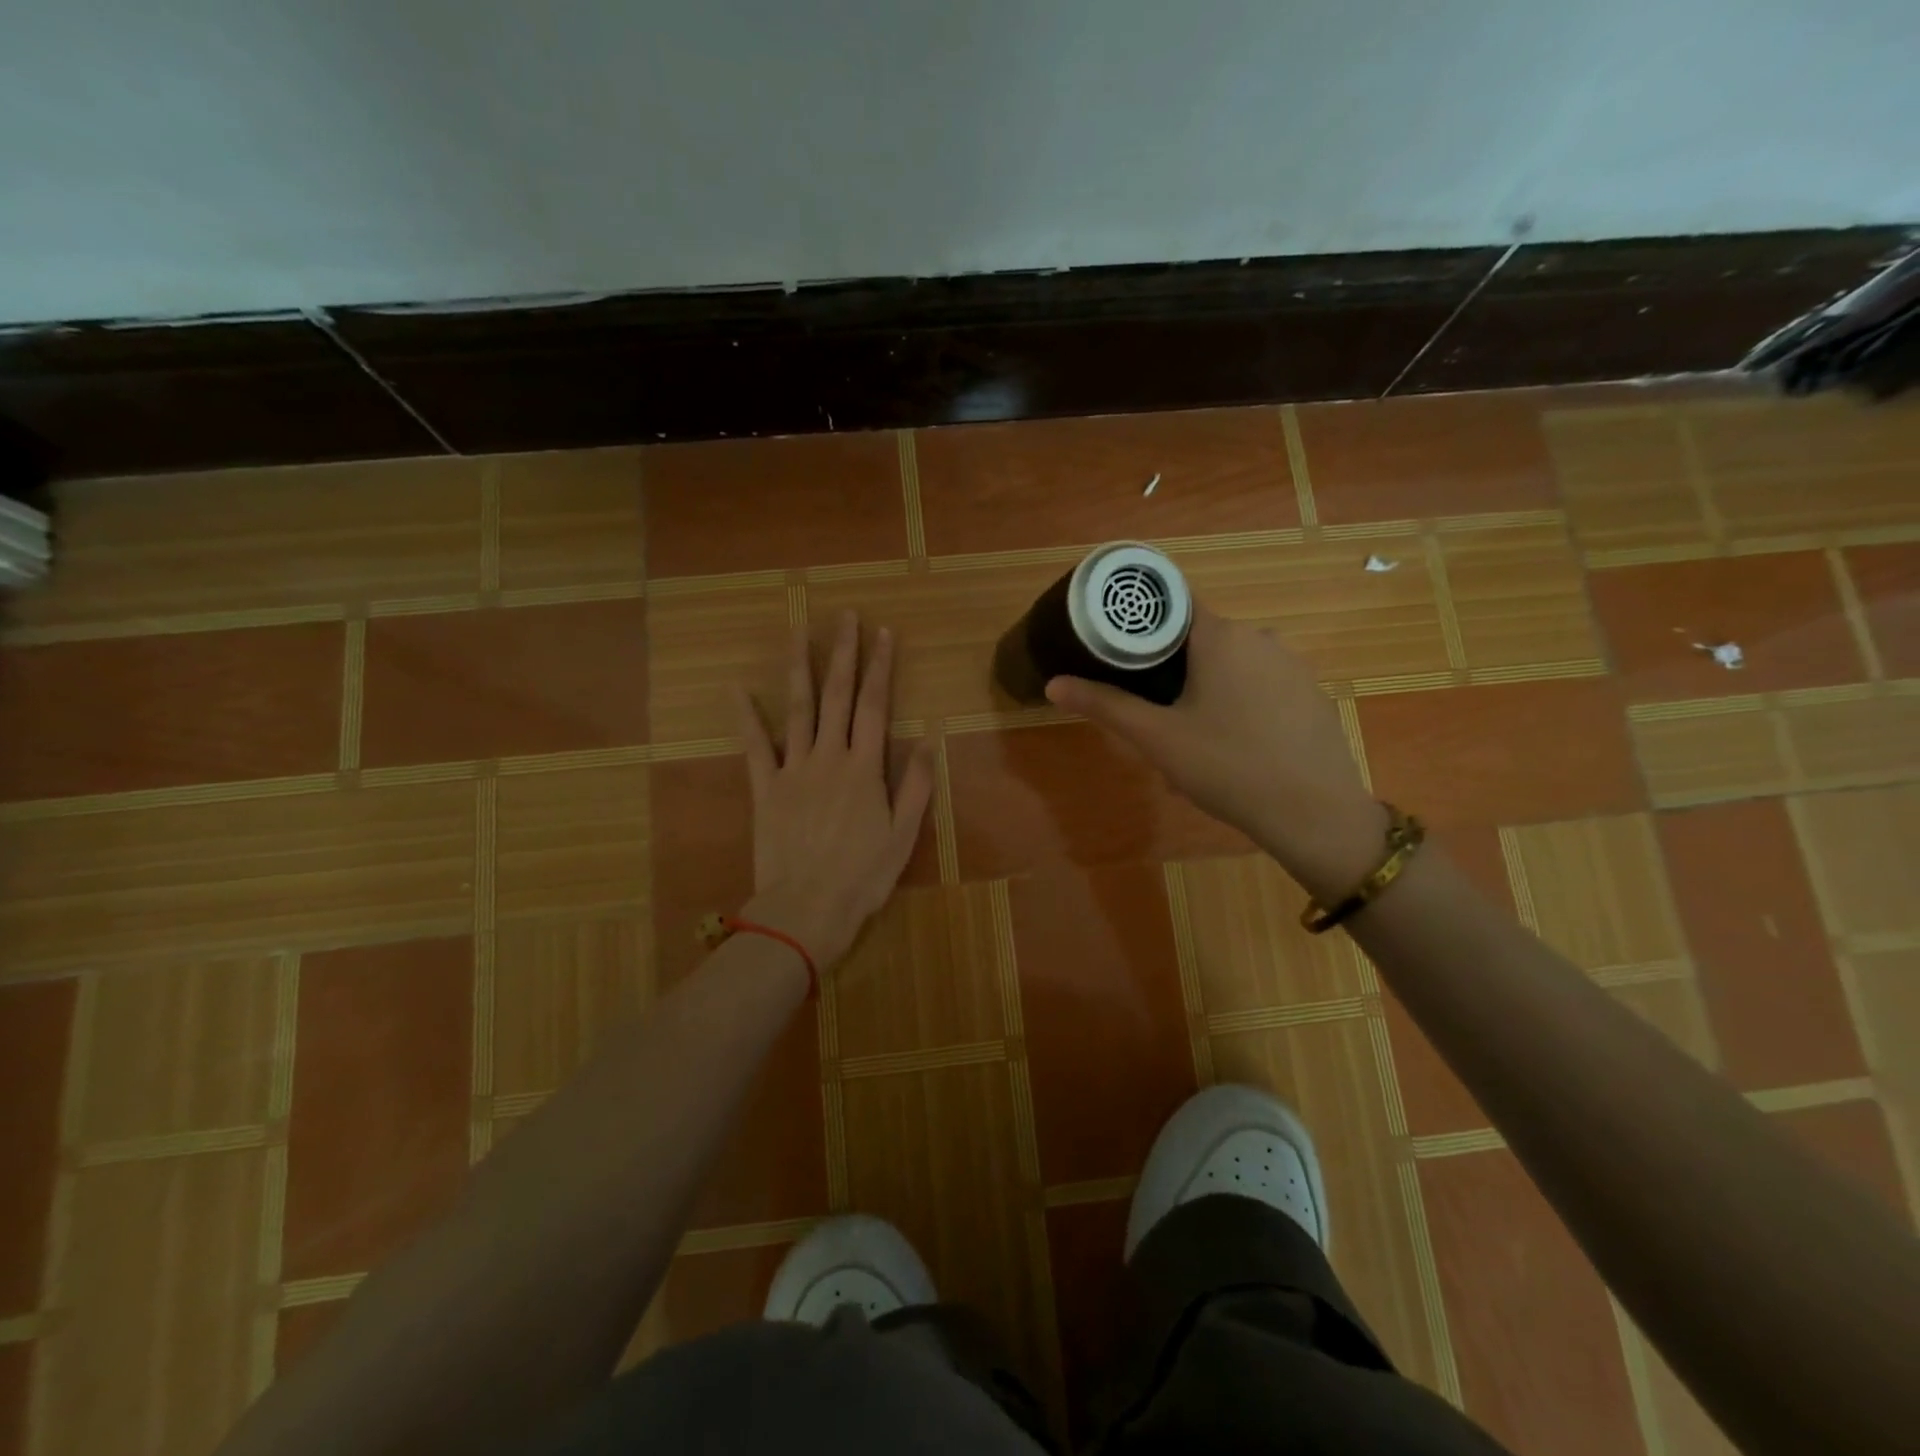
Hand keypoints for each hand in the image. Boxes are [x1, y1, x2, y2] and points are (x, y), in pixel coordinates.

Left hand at [735, 611, 935, 968]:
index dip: (881, 667)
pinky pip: (754, 746)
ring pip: (798, 710)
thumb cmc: (862, 876)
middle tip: (844, 616)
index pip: (876, 706)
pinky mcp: (765, 788)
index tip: (883, 634)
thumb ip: (916, 786)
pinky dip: (746, 716)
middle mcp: (829, 757)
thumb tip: (928, 740)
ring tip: (799, 633)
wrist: (807, 908)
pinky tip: (737, 688)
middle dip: (843, 654)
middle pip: (838, 696)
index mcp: (865, 768)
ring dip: (800, 669)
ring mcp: (793, 770)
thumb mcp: (904, 836)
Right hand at [1044, 603, 1385, 900]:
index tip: (1118, 648)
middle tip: (1150, 712)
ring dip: (1205, 690)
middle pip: (1200, 638)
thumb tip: (1053, 684)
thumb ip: (1105, 705)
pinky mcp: (1310, 693)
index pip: (1172, 604)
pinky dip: (1239, 705)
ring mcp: (1292, 665)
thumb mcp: (1157, 738)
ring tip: (1188, 739)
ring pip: (1231, 665)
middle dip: (1171, 669)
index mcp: (1221, 636)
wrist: (1314, 813)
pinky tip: (1233, 748)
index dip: (1141, 622)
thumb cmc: (1226, 766)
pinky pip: (1261, 687)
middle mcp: (1260, 637)